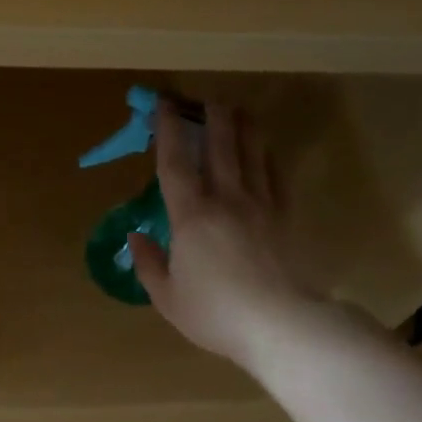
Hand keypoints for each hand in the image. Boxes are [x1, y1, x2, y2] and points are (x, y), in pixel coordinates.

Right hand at [130, 99, 327, 366]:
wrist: (281, 324)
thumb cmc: (215, 312)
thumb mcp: (167, 297)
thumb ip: (149, 264)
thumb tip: (135, 236)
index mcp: (191, 216)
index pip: (175, 162)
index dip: (168, 130)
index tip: (162, 104)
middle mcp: (226, 199)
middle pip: (220, 146)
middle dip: (211, 116)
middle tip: (205, 96)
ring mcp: (261, 206)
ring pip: (252, 153)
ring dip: (243, 126)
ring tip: (237, 108)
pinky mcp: (285, 218)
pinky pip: (275, 176)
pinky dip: (267, 156)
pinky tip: (265, 150)